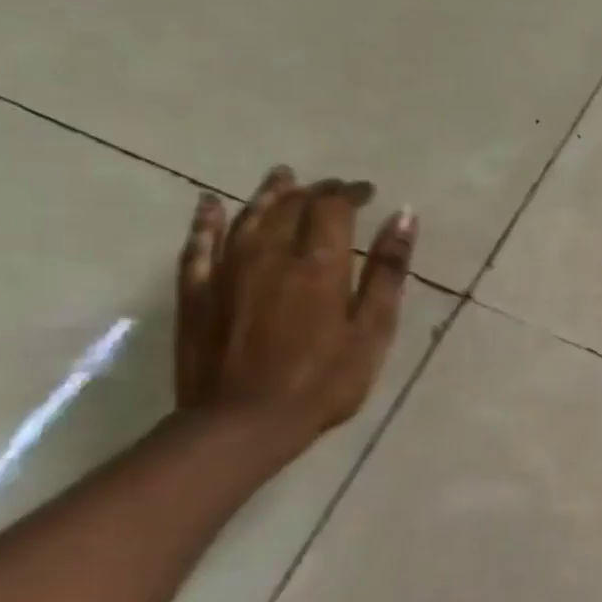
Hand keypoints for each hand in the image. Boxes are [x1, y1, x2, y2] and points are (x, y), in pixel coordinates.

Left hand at [174, 166, 417, 452]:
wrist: (241, 425)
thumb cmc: (323, 380)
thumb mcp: (372, 329)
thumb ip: (387, 270)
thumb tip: (404, 214)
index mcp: (317, 262)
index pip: (333, 206)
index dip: (351, 192)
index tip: (368, 192)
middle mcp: (269, 253)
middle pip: (291, 205)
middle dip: (316, 190)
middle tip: (334, 188)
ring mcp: (227, 271)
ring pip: (248, 216)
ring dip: (269, 193)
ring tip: (283, 177)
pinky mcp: (197, 293)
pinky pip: (198, 245)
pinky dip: (206, 220)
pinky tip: (209, 204)